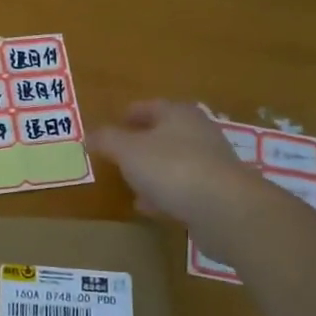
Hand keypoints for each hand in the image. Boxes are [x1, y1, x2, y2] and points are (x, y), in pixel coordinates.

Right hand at [89, 100, 261, 254]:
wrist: (225, 209)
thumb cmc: (172, 168)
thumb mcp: (128, 151)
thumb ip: (107, 140)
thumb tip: (90, 134)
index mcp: (178, 114)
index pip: (150, 106)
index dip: (130, 113)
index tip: (114, 123)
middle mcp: (198, 133)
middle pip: (165, 134)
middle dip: (141, 144)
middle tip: (120, 155)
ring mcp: (211, 163)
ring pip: (174, 162)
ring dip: (153, 171)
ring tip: (131, 184)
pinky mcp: (217, 192)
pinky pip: (184, 188)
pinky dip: (165, 194)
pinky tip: (150, 207)